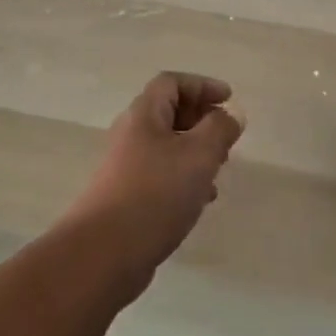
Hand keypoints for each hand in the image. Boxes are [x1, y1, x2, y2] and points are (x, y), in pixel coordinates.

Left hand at [63, 73, 242, 290]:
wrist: (104, 253)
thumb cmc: (155, 193)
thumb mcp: (199, 155)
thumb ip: (220, 129)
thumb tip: (231, 114)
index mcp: (144, 114)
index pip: (172, 82)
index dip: (202, 85)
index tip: (229, 101)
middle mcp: (131, 134)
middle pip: (168, 112)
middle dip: (201, 119)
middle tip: (226, 137)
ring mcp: (125, 167)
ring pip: (166, 146)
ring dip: (195, 151)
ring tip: (219, 169)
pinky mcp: (126, 197)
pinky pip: (160, 174)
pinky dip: (184, 178)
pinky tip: (200, 201)